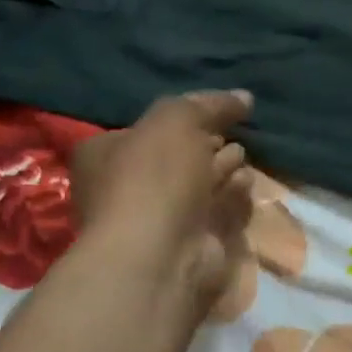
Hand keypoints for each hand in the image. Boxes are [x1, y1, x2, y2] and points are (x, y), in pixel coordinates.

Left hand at [69, 90, 253, 314]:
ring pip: (199, 184)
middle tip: (233, 131)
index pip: (148, 127)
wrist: (161, 254)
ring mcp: (160, 218)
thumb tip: (244, 97)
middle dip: (207, 143)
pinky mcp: (192, 242)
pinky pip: (218, 210)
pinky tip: (245, 183)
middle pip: (177, 156)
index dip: (183, 116)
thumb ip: (210, 104)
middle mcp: (128, 186)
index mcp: (106, 154)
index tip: (216, 110)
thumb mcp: (176, 119)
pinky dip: (233, 196)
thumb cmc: (155, 176)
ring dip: (223, 168)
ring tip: (242, 154)